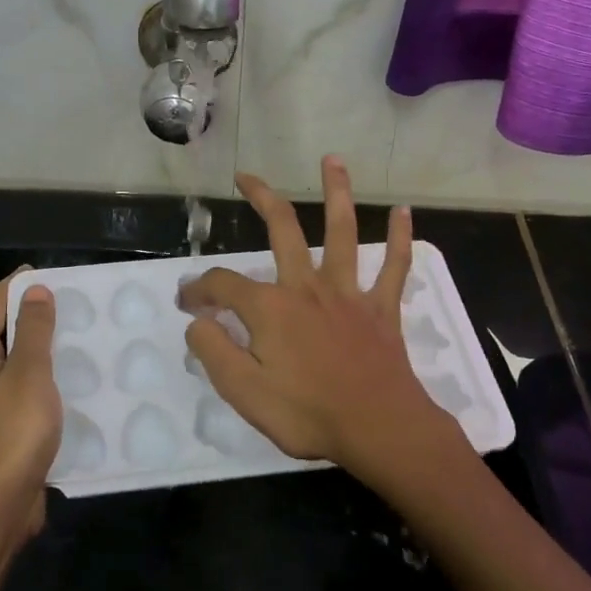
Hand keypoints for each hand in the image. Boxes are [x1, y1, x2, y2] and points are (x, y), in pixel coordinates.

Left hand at [0, 271, 61, 545]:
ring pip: (19, 364)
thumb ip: (34, 330)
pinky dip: (50, 380)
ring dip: (46, 349)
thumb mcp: (29, 372)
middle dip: (35, 315)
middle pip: (4, 332)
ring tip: (83, 335)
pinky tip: (77, 381)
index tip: (48, 271)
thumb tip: (35, 290)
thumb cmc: (12, 431)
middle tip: (75, 302)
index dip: (16, 286)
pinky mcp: (7, 429)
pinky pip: (29, 391)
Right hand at [179, 157, 454, 484]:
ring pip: (341, 232)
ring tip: (332, 159)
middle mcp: (306, 287)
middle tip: (246, 177)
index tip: (186, 302)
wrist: (379, 430)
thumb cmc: (308, 414)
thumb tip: (197, 321)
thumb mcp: (243, 393)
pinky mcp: (381, 308)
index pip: (222, 285)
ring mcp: (347, 293)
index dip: (198, 289)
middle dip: (262, 198)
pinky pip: (394, 267)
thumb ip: (214, 352)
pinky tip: (404, 211)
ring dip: (337, 193)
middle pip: (282, 229)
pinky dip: (400, 238)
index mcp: (270, 308)